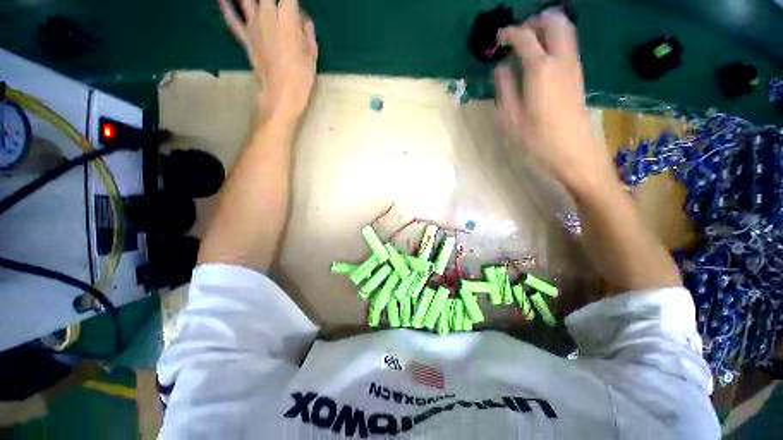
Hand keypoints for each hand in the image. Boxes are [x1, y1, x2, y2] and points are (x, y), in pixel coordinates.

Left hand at [219, 0, 317, 123]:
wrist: (281, 95)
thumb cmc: (301, 76)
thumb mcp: (312, 55)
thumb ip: (307, 32)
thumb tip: (303, 19)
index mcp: (287, 16)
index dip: (292, 0)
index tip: (294, 3)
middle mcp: (267, 13)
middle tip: (279, 4)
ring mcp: (252, 25)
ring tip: (257, 2)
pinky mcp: (245, 37)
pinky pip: (232, 19)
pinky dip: (226, 7)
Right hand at [495, 11, 615, 193]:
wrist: (576, 154)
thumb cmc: (538, 141)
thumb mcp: (511, 120)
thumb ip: (505, 90)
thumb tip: (501, 69)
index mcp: (540, 70)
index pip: (525, 38)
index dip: (510, 33)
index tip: (498, 38)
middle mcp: (561, 61)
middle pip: (554, 22)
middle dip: (534, 21)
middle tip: (517, 35)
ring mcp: (574, 67)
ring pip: (566, 31)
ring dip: (546, 29)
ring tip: (527, 44)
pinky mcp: (579, 77)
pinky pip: (568, 46)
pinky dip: (554, 42)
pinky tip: (541, 59)